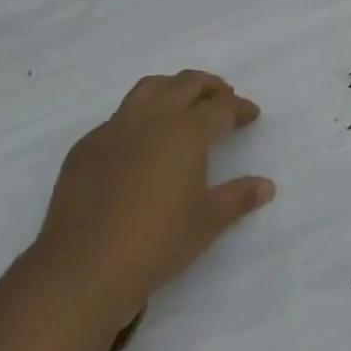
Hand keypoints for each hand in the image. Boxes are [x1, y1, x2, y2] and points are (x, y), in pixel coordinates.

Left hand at [36, 71, 274, 328]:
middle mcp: (151, 118)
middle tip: (223, 99)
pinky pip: (119, 117)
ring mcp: (114, 128)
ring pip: (149, 88)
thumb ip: (238, 197)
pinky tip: (141, 143)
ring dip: (173, 88)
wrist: (84, 267)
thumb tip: (266, 185)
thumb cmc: (157, 242)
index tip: (250, 115)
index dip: (238, 108)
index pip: (220, 106)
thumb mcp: (207, 221)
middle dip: (210, 87)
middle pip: (186, 84)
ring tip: (184, 104)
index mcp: (186, 130)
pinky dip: (140, 117)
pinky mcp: (87, 146)